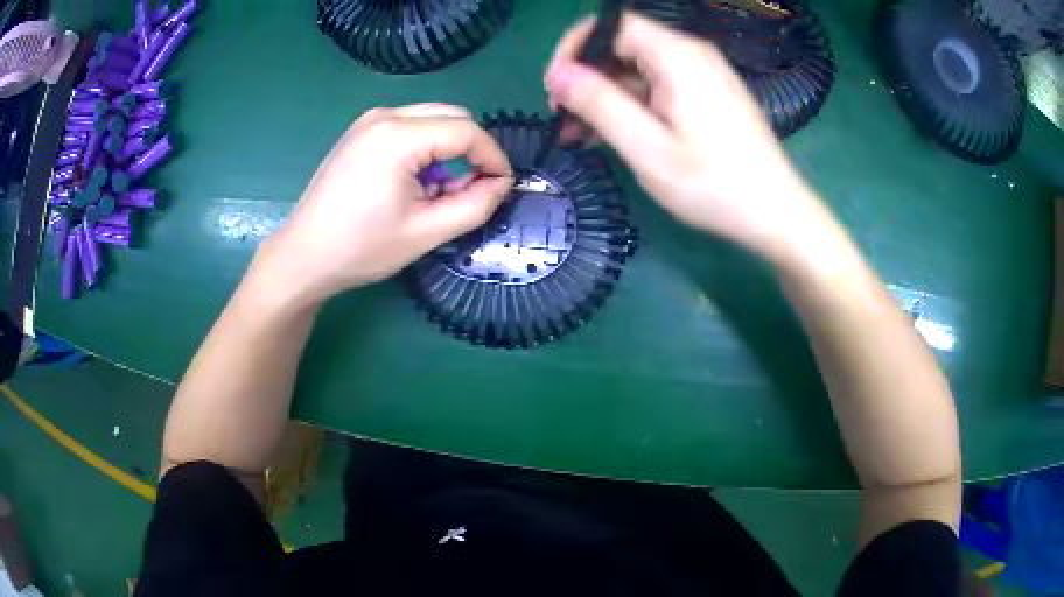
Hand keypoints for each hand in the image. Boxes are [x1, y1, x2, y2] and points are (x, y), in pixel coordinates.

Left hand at [256, 104, 513, 305]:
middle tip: (473, 188)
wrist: (304, 255)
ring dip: (449, 148)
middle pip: (452, 116)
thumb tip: (501, 183)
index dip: (493, 157)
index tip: (503, 185)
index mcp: (399, 137)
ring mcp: (369, 121)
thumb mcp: (426, 232)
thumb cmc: (362, 248)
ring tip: (440, 190)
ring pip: (432, 118)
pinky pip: (410, 126)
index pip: (467, 131)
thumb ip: (474, 205)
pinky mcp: (361, 131)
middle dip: (472, 149)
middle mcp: (385, 116)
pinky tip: (415, 181)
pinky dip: (426, 147)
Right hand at [544, 13, 829, 260]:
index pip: (611, 24)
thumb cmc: (714, 184)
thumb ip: (600, 104)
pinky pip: (659, 88)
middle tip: (565, 120)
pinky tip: (616, 136)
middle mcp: (690, 54)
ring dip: (607, 97)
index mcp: (676, 55)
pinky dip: (633, 106)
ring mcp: (702, 75)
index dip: (575, 48)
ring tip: (582, 136)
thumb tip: (557, 73)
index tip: (556, 88)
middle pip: (623, 46)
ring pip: (639, 70)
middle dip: (588, 78)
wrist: (776, 213)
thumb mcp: (648, 147)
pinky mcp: (708, 95)